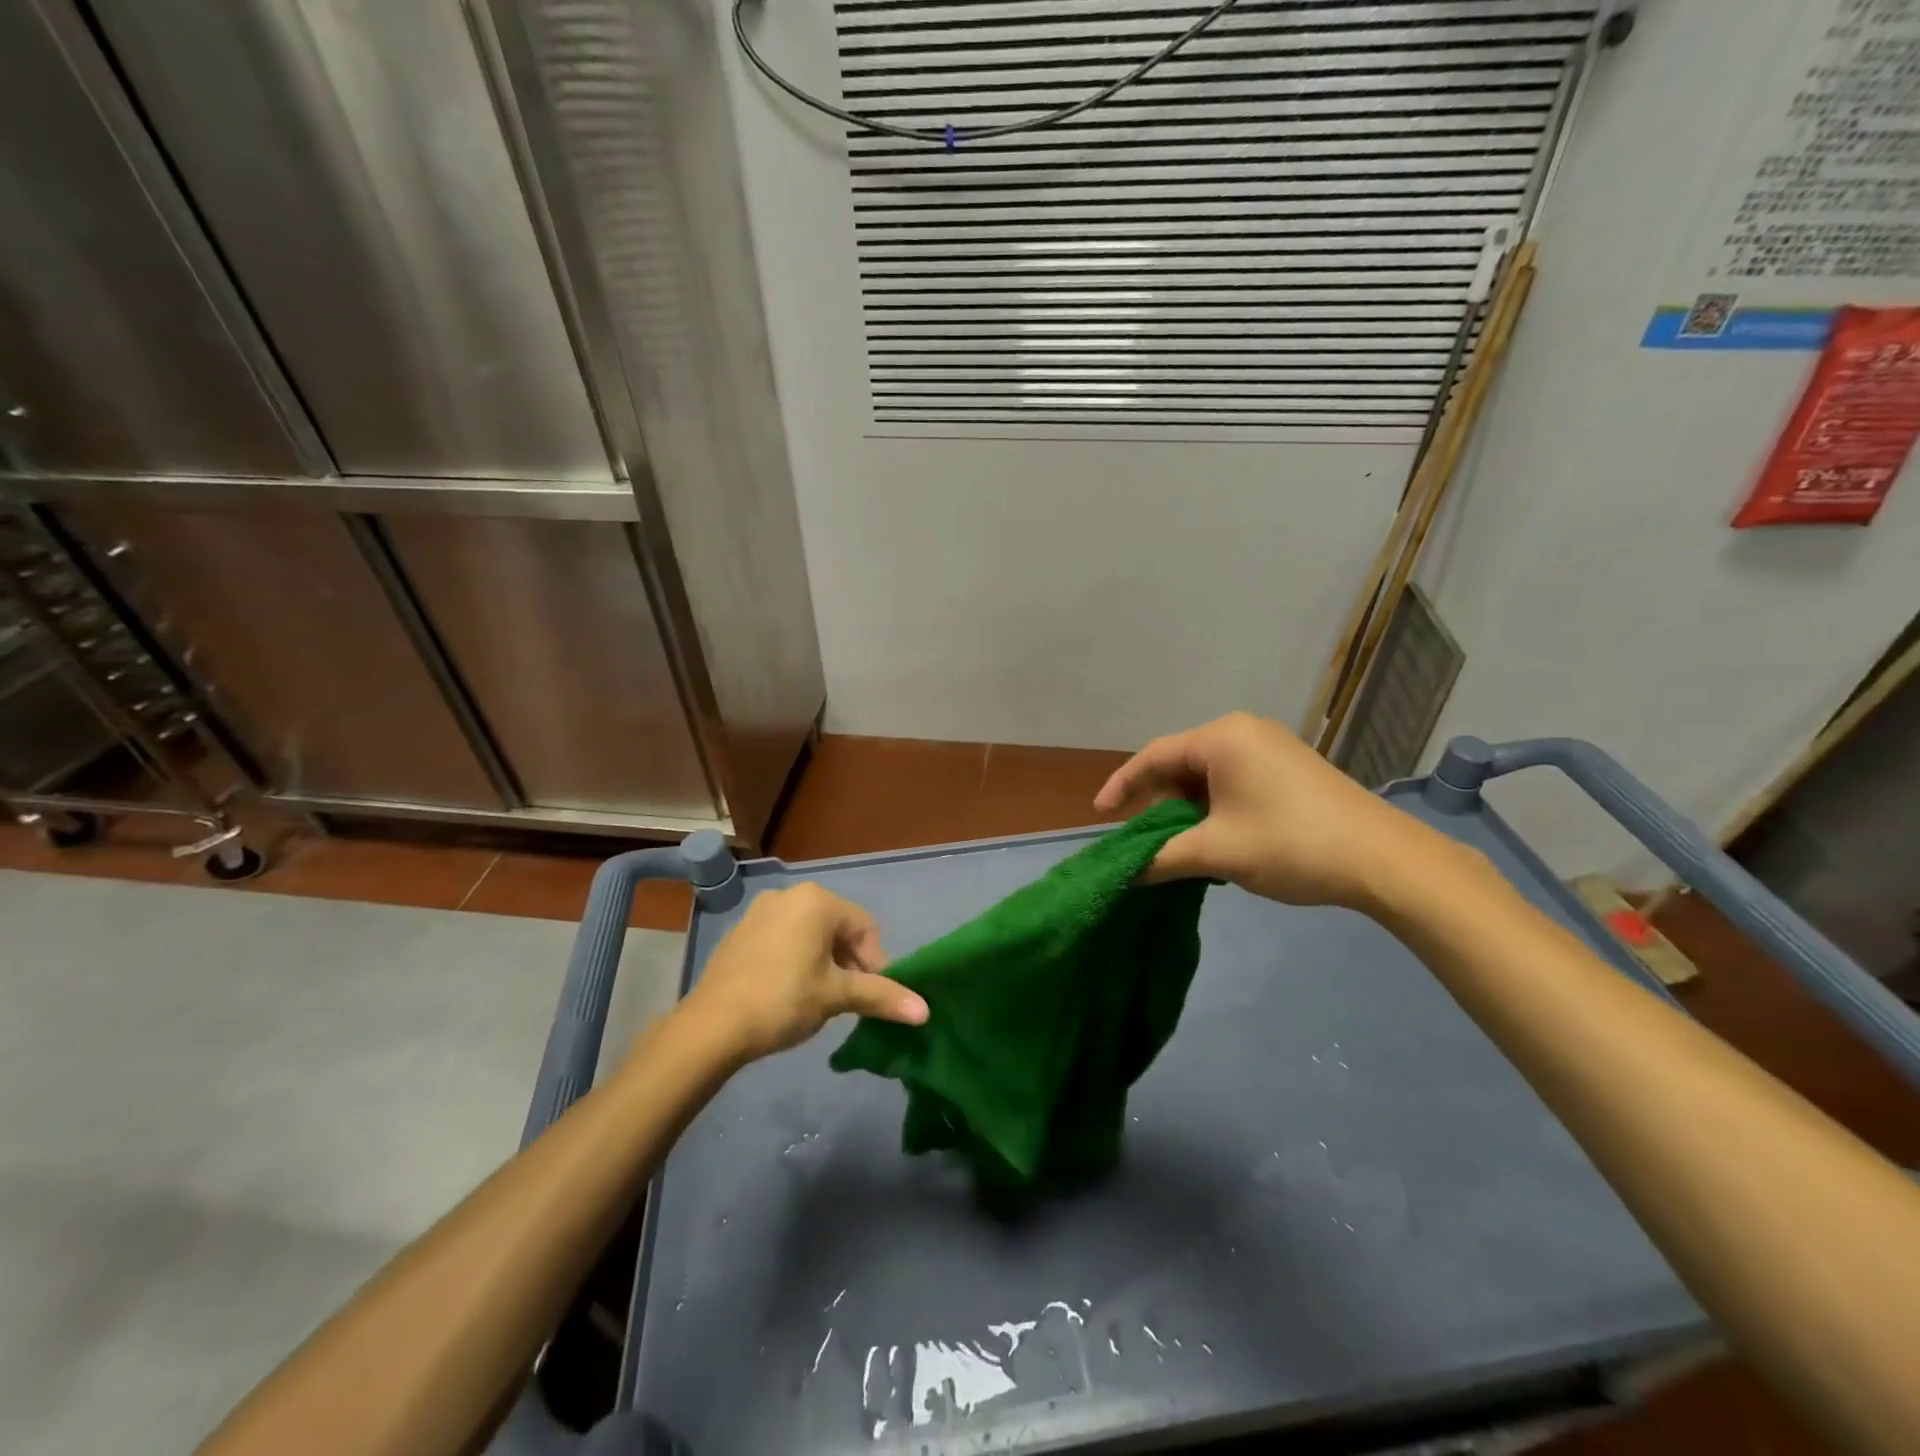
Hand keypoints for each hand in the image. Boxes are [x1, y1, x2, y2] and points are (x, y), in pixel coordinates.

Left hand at [681, 883, 928, 1063]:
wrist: (711, 1026)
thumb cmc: (783, 1000)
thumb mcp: (837, 996)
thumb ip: (882, 996)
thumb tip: (926, 1011)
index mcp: (816, 901)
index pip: (864, 928)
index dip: (876, 963)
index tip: (872, 997)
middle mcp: (789, 895)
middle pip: (837, 928)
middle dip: (850, 963)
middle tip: (849, 1000)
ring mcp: (760, 911)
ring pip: (810, 934)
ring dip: (825, 963)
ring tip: (821, 999)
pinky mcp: (741, 932)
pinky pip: (783, 939)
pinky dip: (797, 960)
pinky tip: (790, 993)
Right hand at [1094, 711, 1456, 911]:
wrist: (1386, 860)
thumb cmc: (1291, 844)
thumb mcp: (1217, 853)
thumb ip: (1162, 858)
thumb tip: (1123, 873)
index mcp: (1221, 738)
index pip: (1154, 756)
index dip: (1121, 785)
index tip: (1100, 814)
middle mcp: (1243, 732)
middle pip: (1181, 764)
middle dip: (1159, 803)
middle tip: (1143, 838)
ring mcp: (1271, 749)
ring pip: (1208, 777)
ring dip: (1188, 811)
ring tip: (1180, 846)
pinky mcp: (1290, 769)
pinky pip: (1234, 782)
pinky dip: (1215, 809)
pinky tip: (1217, 839)